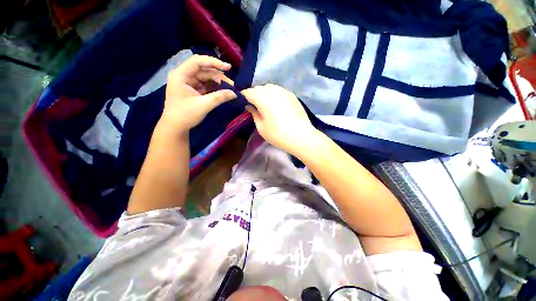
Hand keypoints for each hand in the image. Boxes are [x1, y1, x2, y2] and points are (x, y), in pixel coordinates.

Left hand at [159, 55, 236, 135]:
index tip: (228, 68)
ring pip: (206, 78)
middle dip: (218, 77)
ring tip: (229, 89)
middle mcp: (184, 76)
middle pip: (204, 70)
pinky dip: (214, 88)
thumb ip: (219, 97)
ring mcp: (188, 83)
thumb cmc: (185, 115)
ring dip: (218, 83)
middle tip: (232, 86)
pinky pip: (205, 86)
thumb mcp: (204, 105)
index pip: (198, 62)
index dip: (214, 62)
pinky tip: (222, 92)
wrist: (175, 127)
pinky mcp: (192, 90)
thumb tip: (234, 93)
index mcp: (181, 75)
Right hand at [242, 84, 318, 154]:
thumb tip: (250, 106)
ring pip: (270, 88)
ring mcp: (284, 91)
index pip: (248, 92)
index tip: (243, 105)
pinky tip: (277, 106)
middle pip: (259, 88)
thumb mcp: (261, 127)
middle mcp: (272, 90)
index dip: (244, 98)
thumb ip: (254, 114)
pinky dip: (275, 96)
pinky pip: (279, 91)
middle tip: (255, 107)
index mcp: (262, 97)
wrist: (301, 136)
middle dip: (254, 95)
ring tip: (266, 106)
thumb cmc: (277, 134)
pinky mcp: (292, 95)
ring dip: (265, 94)